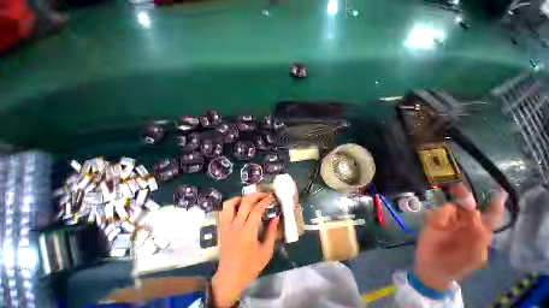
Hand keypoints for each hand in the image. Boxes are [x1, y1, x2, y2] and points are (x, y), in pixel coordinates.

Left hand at [211, 193, 278, 306]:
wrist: (229, 278)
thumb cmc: (250, 267)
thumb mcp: (266, 252)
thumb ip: (272, 233)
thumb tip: (275, 217)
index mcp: (248, 232)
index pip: (257, 210)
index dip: (265, 201)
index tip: (271, 197)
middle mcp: (236, 225)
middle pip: (245, 202)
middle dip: (256, 195)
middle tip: (264, 195)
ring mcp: (227, 225)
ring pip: (231, 203)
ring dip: (242, 197)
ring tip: (250, 199)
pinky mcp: (222, 227)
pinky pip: (225, 210)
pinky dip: (232, 204)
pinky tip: (240, 206)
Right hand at [414, 185, 506, 290]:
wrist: (432, 269)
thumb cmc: (457, 265)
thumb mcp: (474, 257)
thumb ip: (480, 238)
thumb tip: (477, 217)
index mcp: (479, 232)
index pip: (490, 216)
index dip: (495, 204)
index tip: (497, 191)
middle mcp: (465, 224)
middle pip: (468, 207)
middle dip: (465, 197)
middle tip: (458, 188)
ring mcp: (449, 222)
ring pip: (451, 207)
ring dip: (449, 211)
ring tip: (443, 224)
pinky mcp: (433, 221)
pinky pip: (436, 213)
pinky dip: (438, 216)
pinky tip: (436, 225)